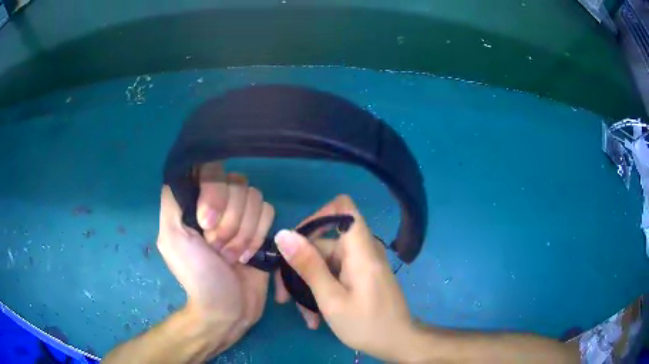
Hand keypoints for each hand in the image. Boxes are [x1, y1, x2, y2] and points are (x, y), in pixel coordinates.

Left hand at [156, 162, 273, 356]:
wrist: (228, 308)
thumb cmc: (197, 275)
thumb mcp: (172, 238)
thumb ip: (172, 201)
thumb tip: (186, 173)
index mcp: (194, 201)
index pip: (212, 170)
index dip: (215, 195)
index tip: (206, 225)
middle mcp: (218, 202)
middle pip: (237, 184)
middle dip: (229, 222)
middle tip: (217, 249)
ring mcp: (241, 214)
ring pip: (255, 197)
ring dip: (244, 233)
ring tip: (232, 256)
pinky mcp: (260, 227)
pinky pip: (269, 212)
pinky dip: (258, 236)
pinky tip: (248, 256)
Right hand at [273, 195, 414, 361]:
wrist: (397, 343)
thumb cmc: (367, 324)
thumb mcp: (331, 299)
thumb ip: (308, 265)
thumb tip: (283, 234)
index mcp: (360, 249)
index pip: (343, 207)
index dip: (317, 216)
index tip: (296, 242)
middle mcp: (361, 250)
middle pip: (323, 242)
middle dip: (300, 267)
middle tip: (284, 297)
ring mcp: (360, 264)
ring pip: (325, 263)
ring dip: (309, 286)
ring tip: (304, 315)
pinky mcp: (360, 277)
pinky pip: (334, 275)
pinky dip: (322, 291)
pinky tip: (315, 317)